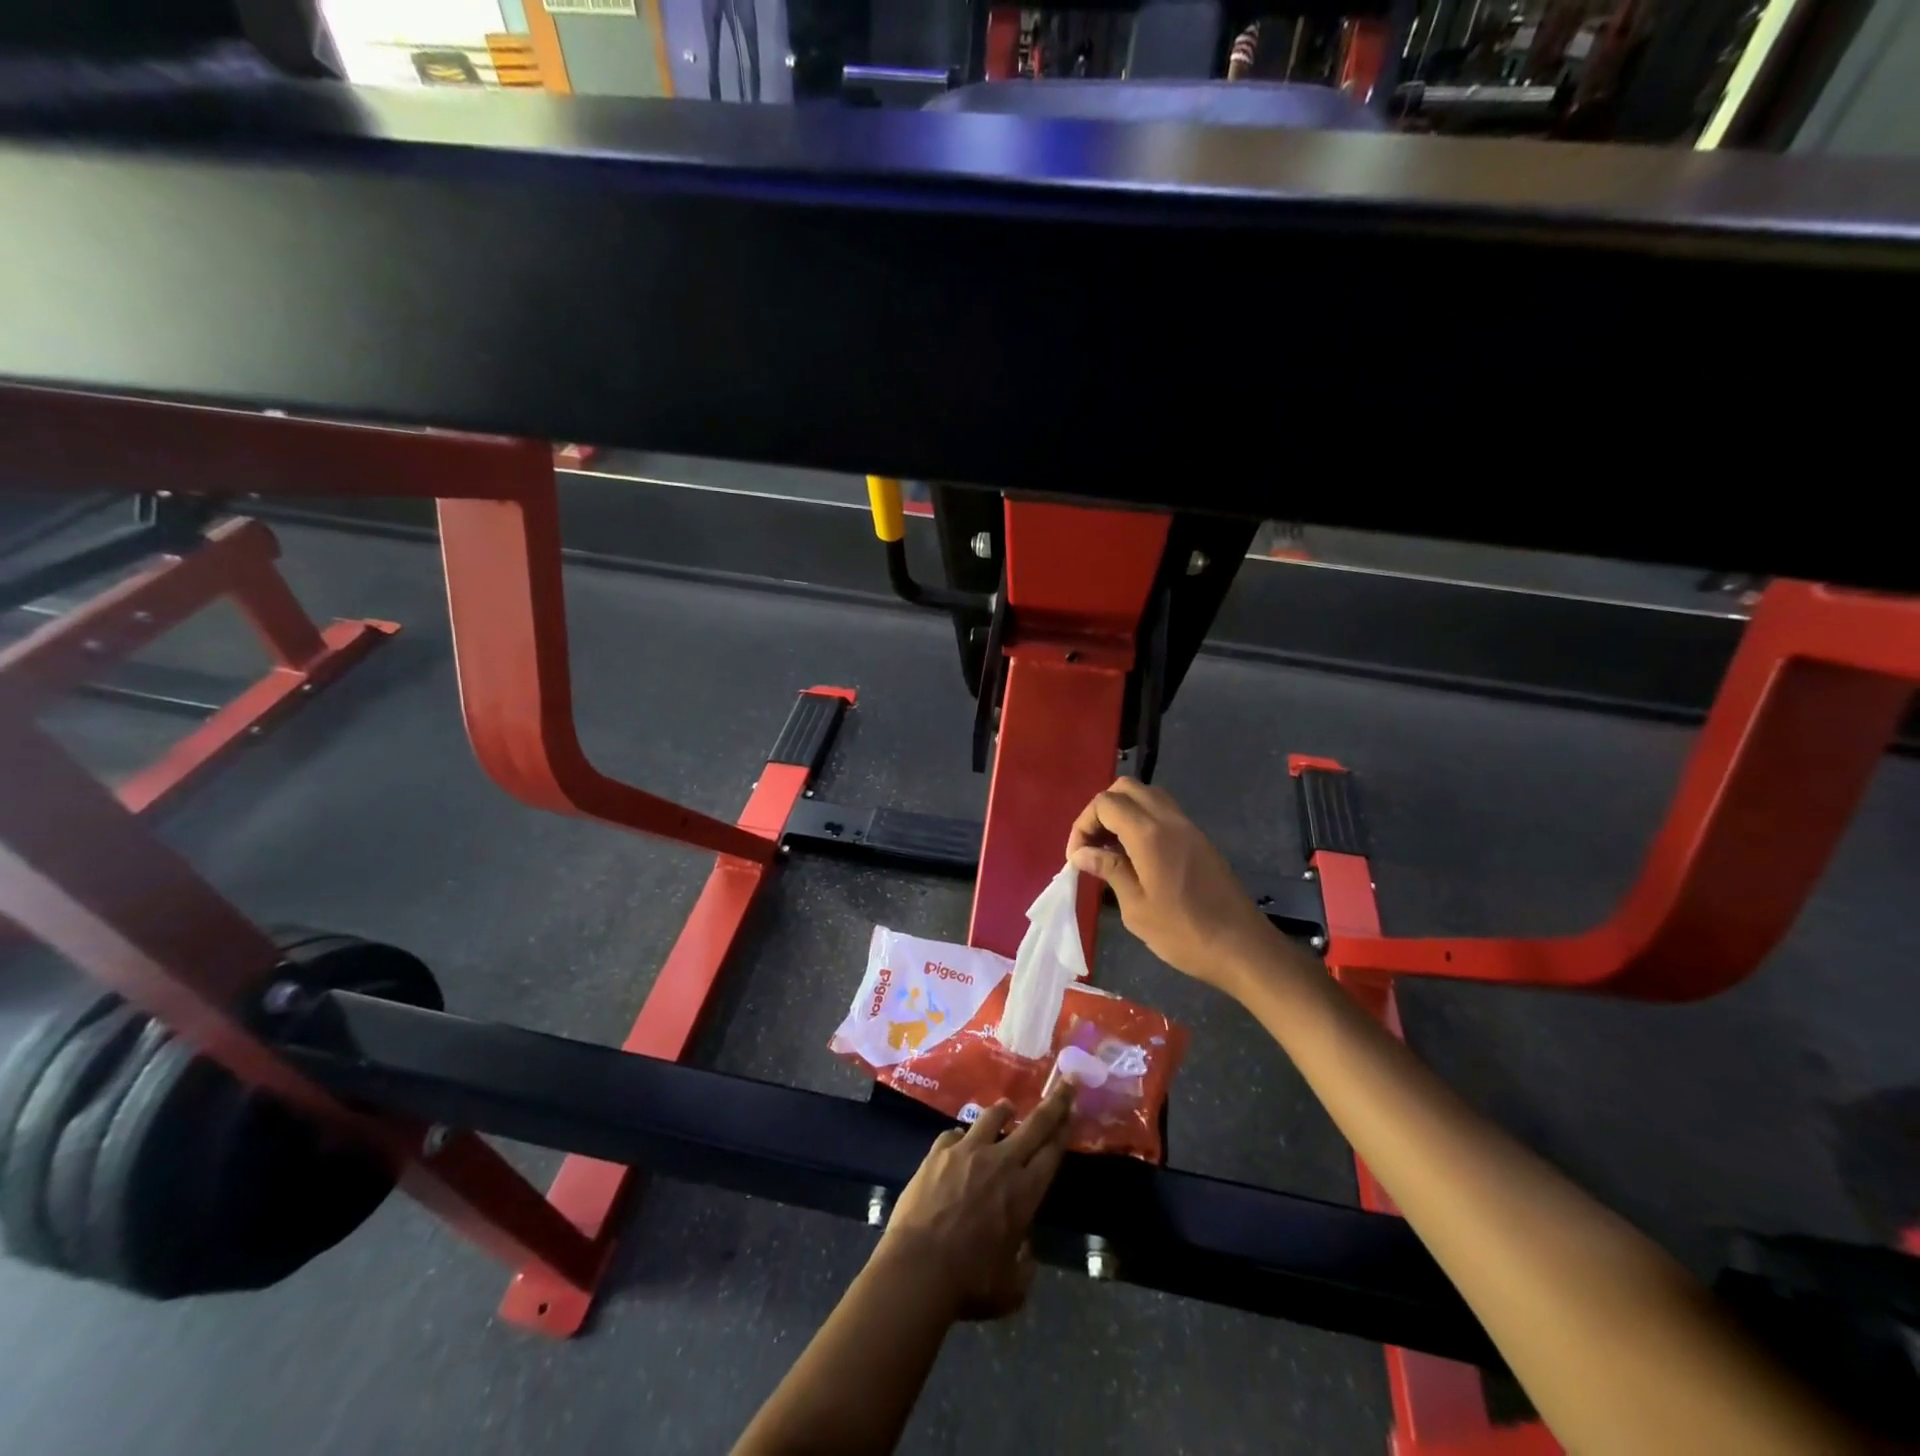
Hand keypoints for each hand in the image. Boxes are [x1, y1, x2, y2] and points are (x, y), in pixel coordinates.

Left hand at [878, 1085, 1073, 1320]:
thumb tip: (1024, 1247)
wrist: (918, 1268)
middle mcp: (1001, 1163)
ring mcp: (967, 1151)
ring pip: (992, 1117)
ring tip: (1007, 1108)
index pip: (1052, 1152)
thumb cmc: (970, 1283)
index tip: (1072, 1111)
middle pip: (1034, 1125)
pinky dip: (961, 1138)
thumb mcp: (1011, 1289)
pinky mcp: (938, 1152)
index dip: (1064, 1130)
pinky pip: (954, 1134)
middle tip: (1065, 1083)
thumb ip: (1024, 1265)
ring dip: (1003, 1111)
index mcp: (1024, 1193)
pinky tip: (958, 1143)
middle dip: (1054, 1103)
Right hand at [1067, 777, 1280, 993]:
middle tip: (1092, 845)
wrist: (1243, 948)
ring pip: (1146, 795)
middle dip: (1101, 810)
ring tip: (1111, 848)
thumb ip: (1110, 870)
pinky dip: (1142, 820)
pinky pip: (1163, 812)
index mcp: (1150, 834)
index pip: (1105, 804)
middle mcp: (1169, 820)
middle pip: (1126, 788)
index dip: (1083, 824)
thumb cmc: (1184, 933)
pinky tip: (1136, 855)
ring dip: (1122, 812)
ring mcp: (1188, 827)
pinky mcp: (1199, 839)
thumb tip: (1082, 853)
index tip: (1077, 858)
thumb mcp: (1137, 908)